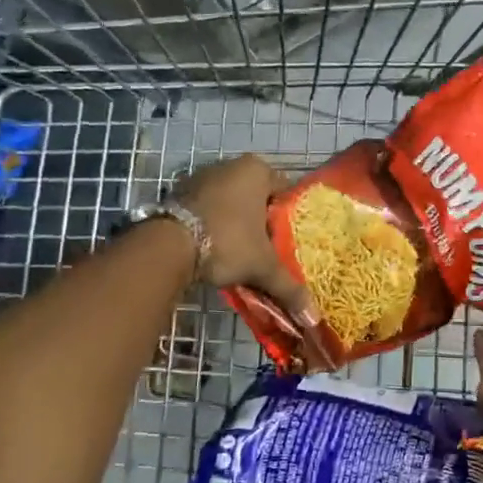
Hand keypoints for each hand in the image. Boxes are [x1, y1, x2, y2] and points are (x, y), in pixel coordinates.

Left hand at [173, 155, 318, 329]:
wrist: (168, 246)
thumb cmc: (227, 242)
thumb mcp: (263, 267)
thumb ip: (289, 288)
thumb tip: (314, 318)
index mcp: (257, 170)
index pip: (285, 192)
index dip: (288, 218)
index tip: (287, 242)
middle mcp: (230, 165)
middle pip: (257, 196)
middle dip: (261, 221)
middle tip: (266, 250)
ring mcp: (201, 175)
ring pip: (231, 202)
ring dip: (236, 223)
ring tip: (240, 252)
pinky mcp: (179, 191)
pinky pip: (207, 207)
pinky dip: (213, 223)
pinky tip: (214, 247)